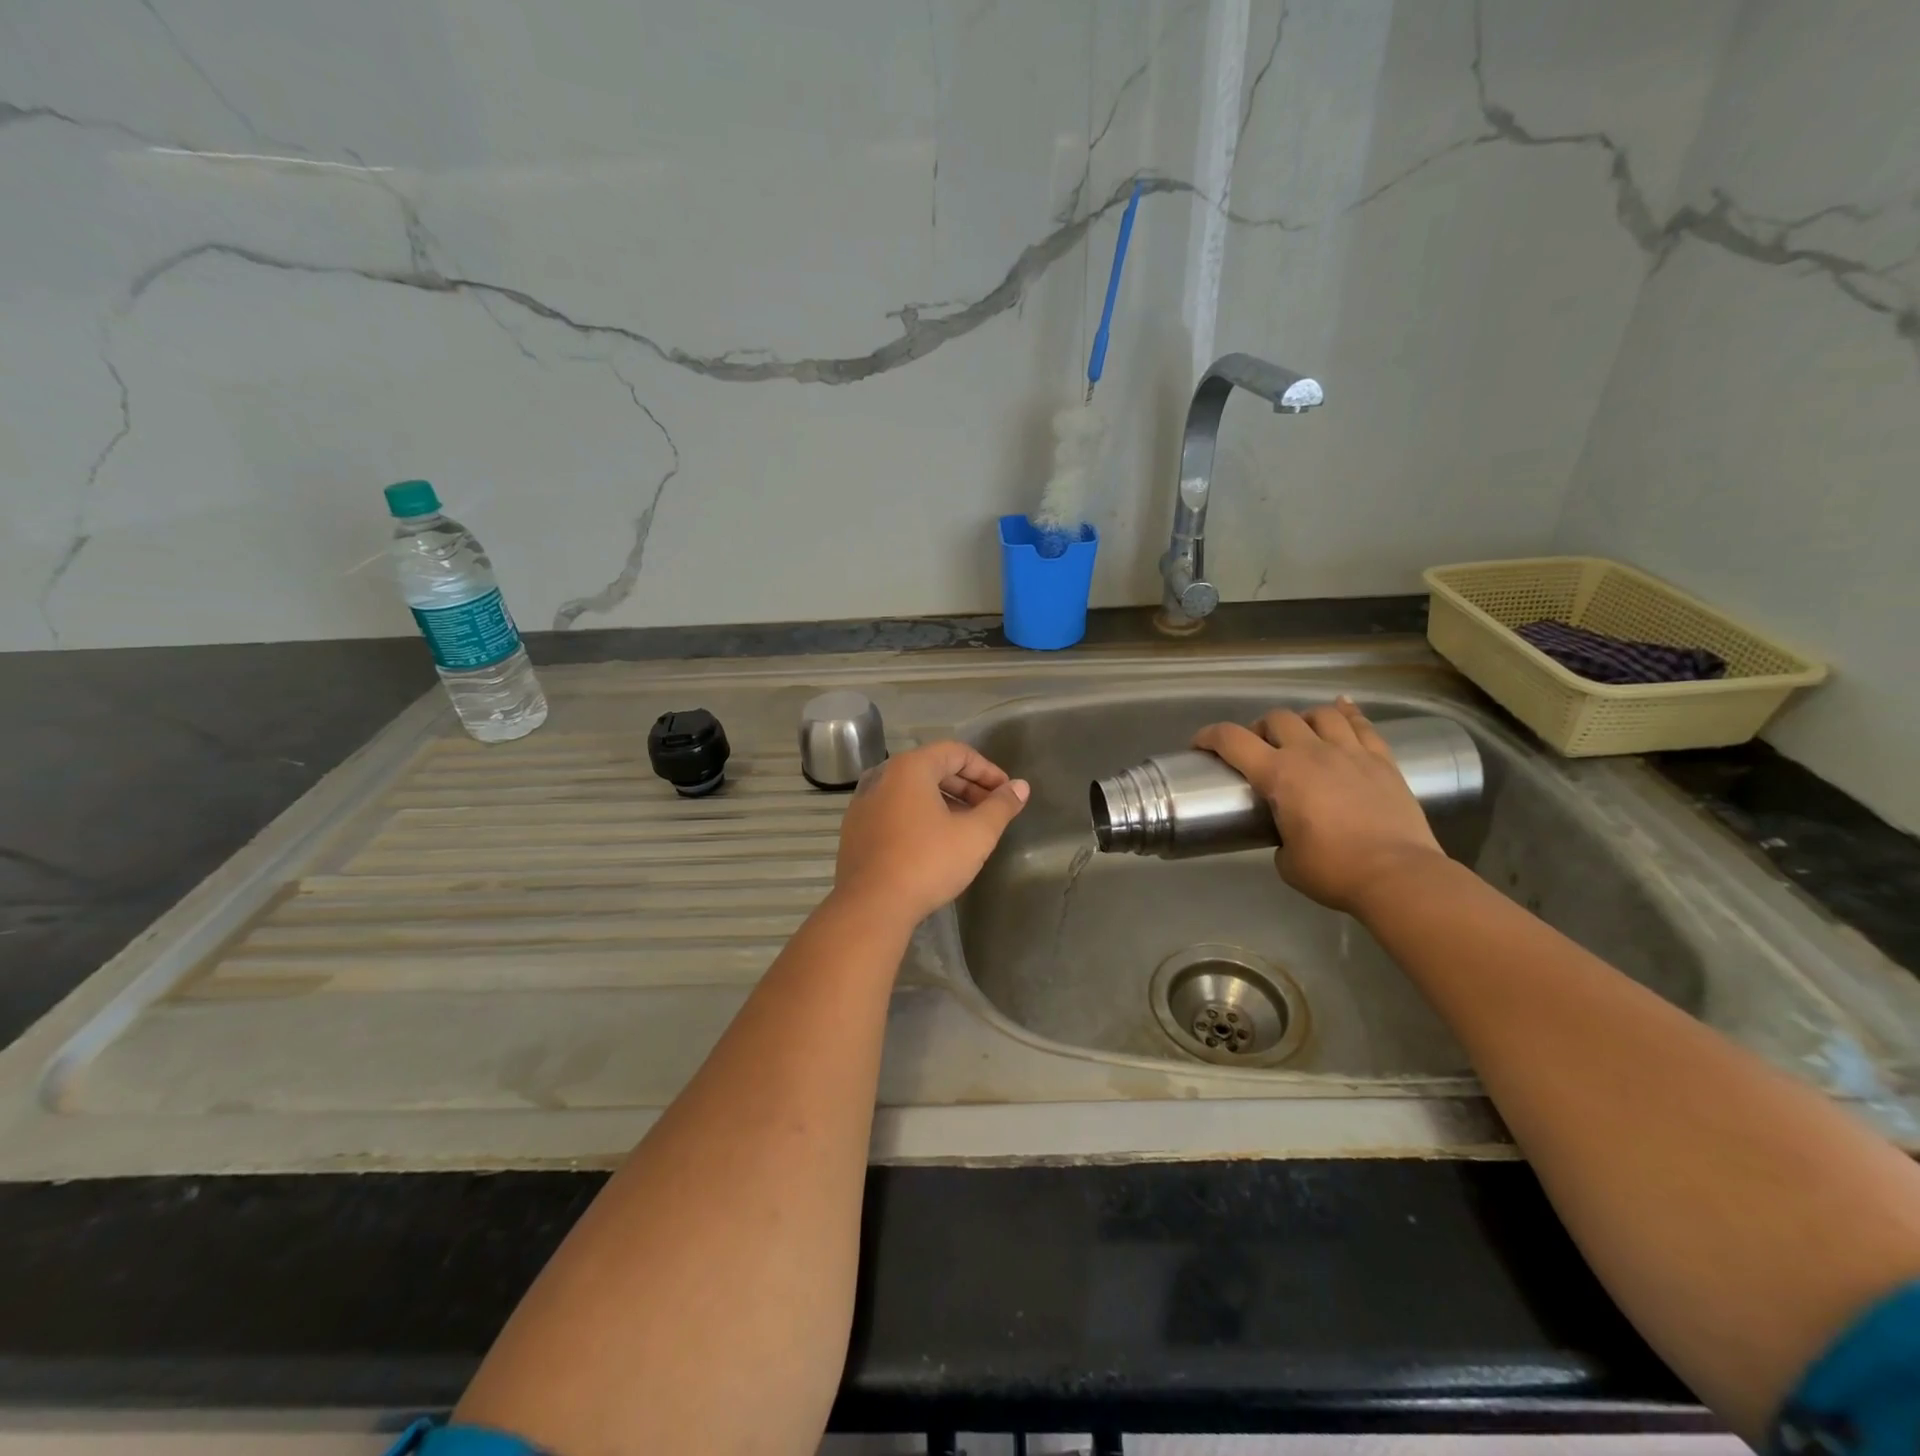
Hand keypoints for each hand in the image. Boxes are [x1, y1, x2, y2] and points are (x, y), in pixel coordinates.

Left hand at [833, 741, 1029, 925]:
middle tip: (992, 810)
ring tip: (968, 827)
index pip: (956, 752)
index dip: (987, 770)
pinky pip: (895, 811)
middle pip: (933, 769)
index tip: (1006, 793)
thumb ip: (1000, 806)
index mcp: (909, 768)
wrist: (870, 907)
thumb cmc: (927, 862)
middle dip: (967, 787)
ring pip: (913, 792)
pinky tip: (935, 843)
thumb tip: (1020, 787)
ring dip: (945, 802)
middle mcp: (882, 777)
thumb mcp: (975, 835)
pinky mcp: (856, 829)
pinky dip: (920, 817)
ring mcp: (864, 803)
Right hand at [1193, 699, 1445, 915]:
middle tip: (1259, 748)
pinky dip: (1348, 712)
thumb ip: (1279, 836)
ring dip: (1303, 719)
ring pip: (1321, 714)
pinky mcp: (1383, 760)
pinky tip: (1342, 708)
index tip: (1200, 744)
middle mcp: (1311, 752)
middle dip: (1260, 728)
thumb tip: (1288, 832)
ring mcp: (1351, 752)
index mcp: (1279, 774)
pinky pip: (1363, 724)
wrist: (1398, 875)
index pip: (1232, 740)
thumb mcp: (1287, 860)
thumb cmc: (1334, 871)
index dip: (1209, 736)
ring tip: (1302, 733)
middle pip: (1277, 718)